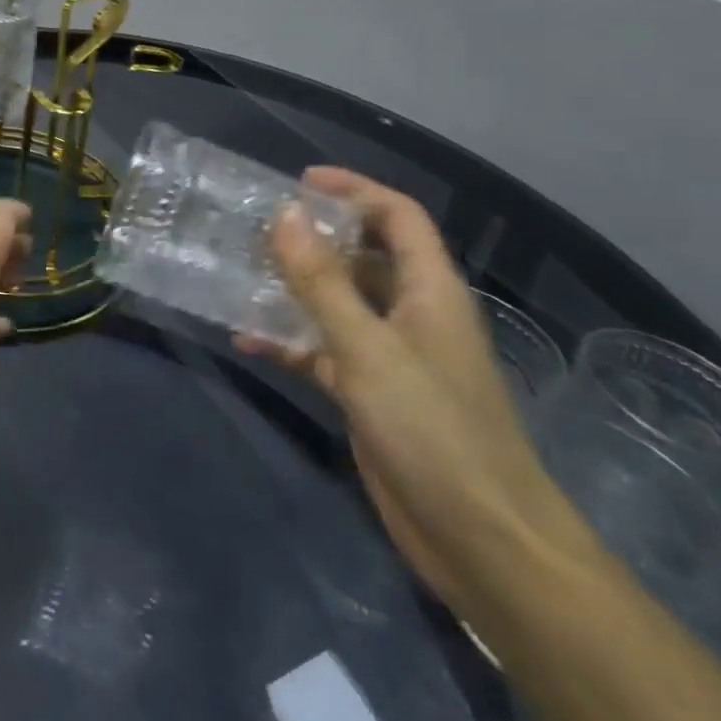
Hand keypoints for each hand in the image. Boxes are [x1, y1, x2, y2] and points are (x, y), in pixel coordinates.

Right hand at [235, 167, 591, 613]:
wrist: (480, 540)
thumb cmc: (432, 428)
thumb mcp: (367, 347)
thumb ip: (322, 281)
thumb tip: (284, 214)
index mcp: (430, 290)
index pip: (398, 216)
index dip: (354, 189)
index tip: (299, 181)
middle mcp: (413, 313)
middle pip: (364, 255)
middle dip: (314, 237)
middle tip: (256, 227)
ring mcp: (391, 355)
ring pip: (338, 302)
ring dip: (295, 288)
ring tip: (240, 272)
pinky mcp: (371, 393)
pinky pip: (323, 350)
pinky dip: (289, 340)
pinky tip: (246, 339)